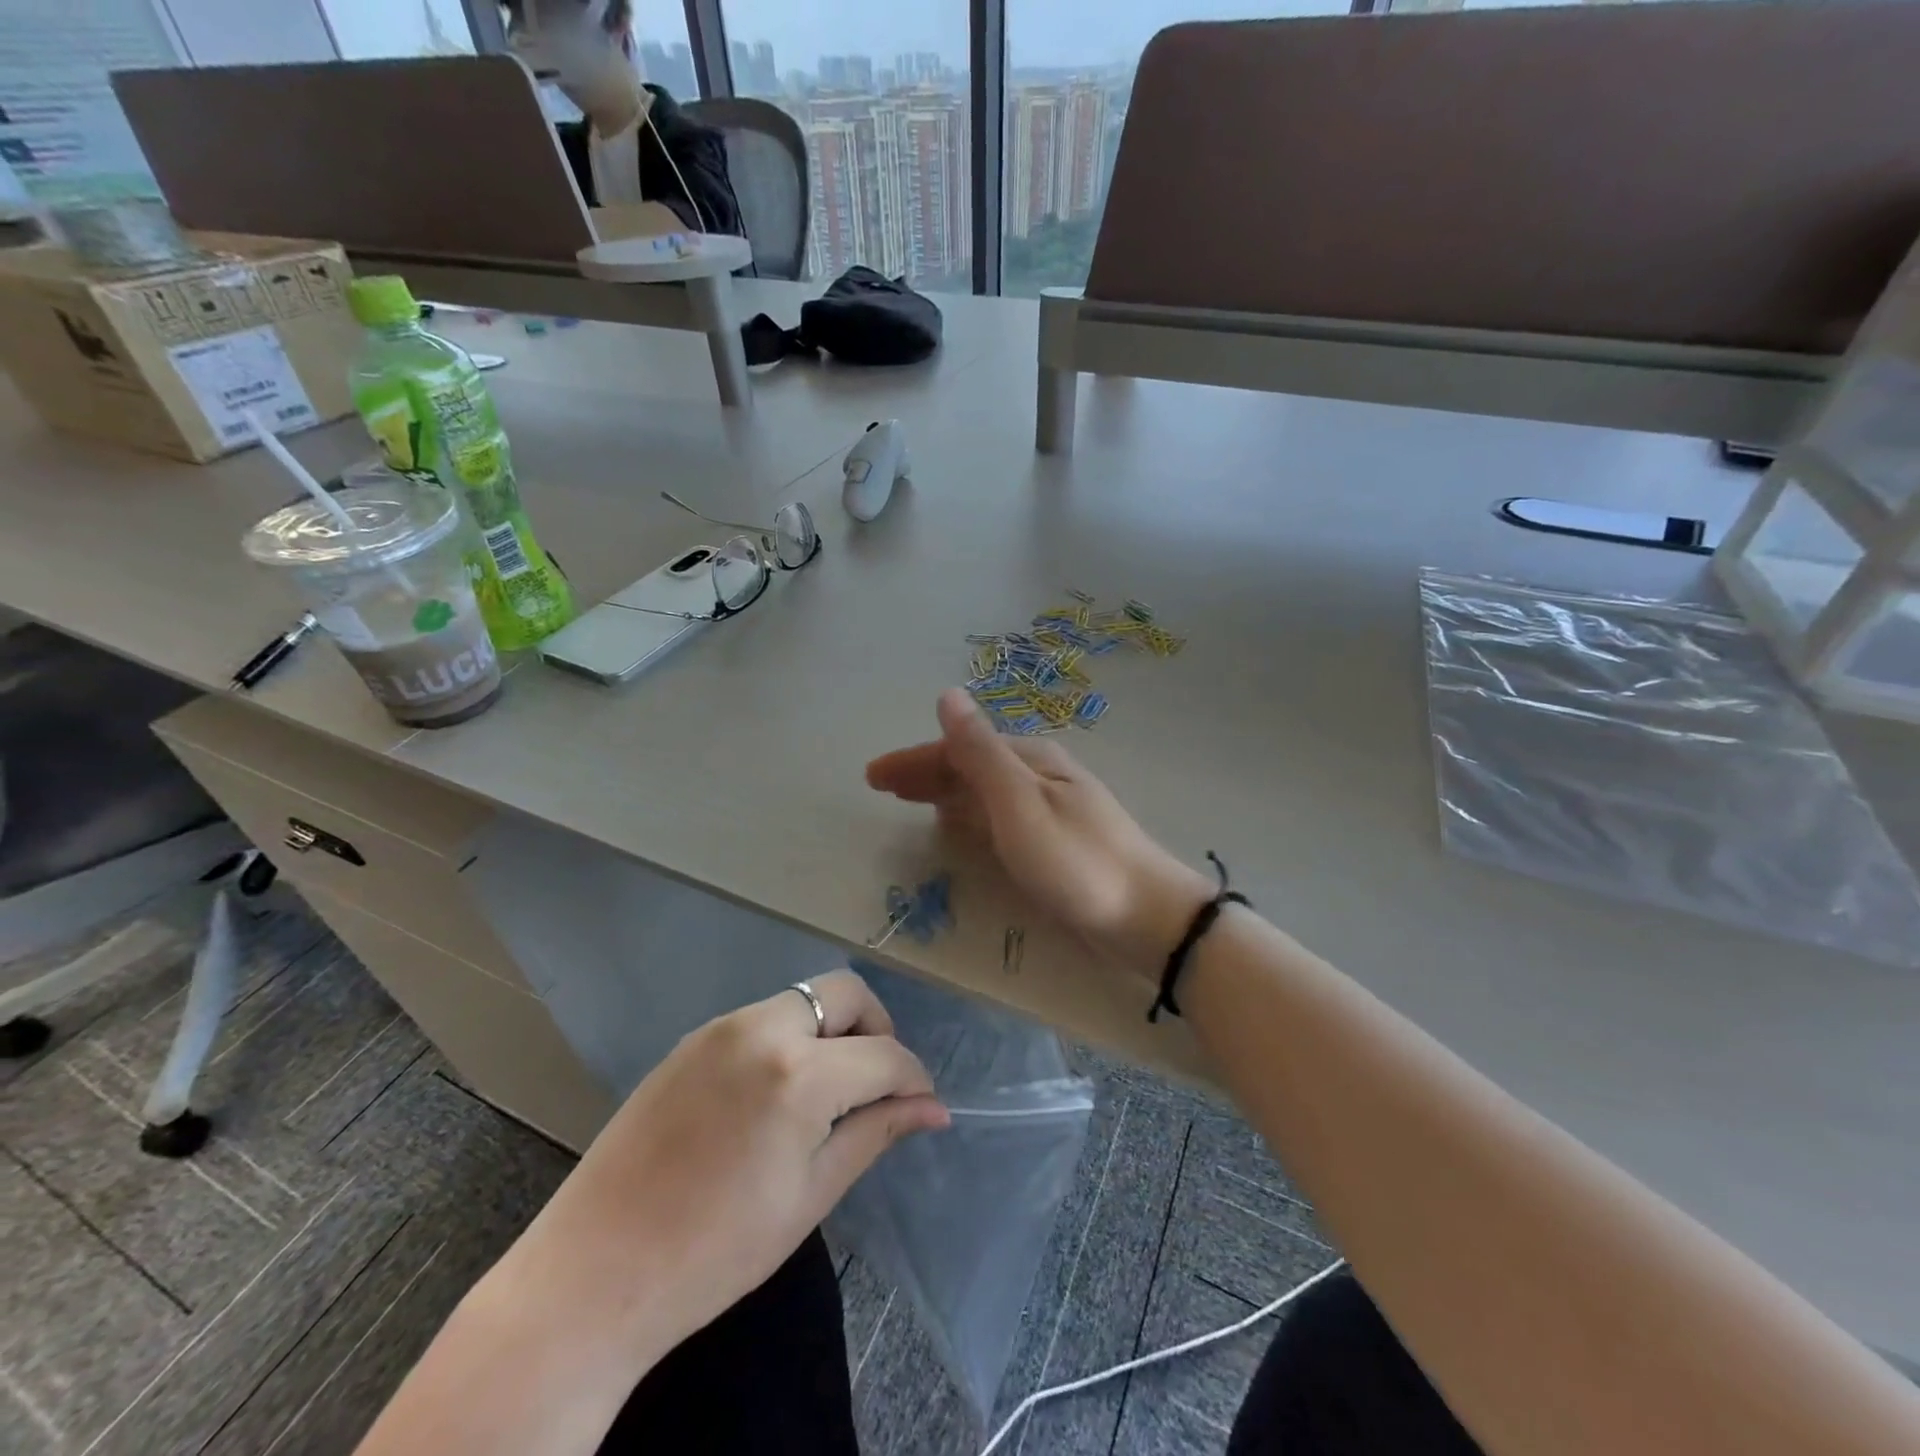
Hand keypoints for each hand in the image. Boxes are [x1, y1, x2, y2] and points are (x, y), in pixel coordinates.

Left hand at [496, 970, 947, 1369]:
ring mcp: (722, 1028)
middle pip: (845, 993)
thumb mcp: (810, 1194)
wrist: (594, 1275)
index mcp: (798, 1073)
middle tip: (874, 1084)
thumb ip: (876, 1133)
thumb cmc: (716, 1251)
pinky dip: (789, 1039)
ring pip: (803, 1000)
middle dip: (876, 1029)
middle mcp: (762, 1028)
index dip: (913, 1079)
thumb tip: (932, 1109)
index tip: (922, 1105)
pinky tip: (775, 1095)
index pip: (884, 1054)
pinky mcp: (693, 1039)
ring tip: (826, 1094)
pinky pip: (762, 1019)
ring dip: (831, 1032)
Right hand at [867, 689, 1212, 974]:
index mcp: (1028, 760)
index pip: (958, 748)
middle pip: (970, 764)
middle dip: (925, 772)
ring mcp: (1050, 805)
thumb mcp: (1019, 803)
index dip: (914, 759)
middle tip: (883, 787)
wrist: (1146, 915)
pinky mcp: (1056, 837)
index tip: (873, 776)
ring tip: (911, 800)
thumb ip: (980, 752)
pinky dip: (970, 813)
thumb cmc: (1076, 861)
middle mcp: (1039, 774)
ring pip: (984, 789)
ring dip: (944, 790)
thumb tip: (948, 694)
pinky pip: (998, 813)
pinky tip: (961, 824)